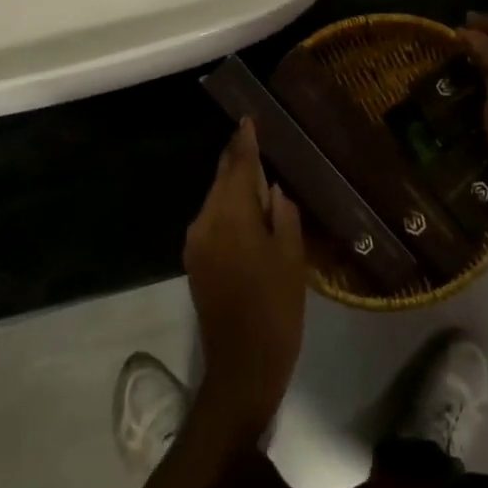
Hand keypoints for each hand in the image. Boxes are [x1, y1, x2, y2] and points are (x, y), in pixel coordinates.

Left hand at [184, 119, 305, 439]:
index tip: (249, 119)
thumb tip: (272, 190)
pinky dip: (228, 208)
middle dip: (237, 159)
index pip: (238, 166)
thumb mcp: (292, 258)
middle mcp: (205, 222)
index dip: (245, 142)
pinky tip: (247, 209)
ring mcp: (196, 243)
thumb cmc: (276, 309)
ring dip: (234, 185)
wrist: (242, 368)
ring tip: (257, 172)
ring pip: (216, 200)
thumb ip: (283, 215)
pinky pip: (213, 220)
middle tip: (254, 138)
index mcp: (231, 217)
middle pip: (222, 180)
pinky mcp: (194, 262)